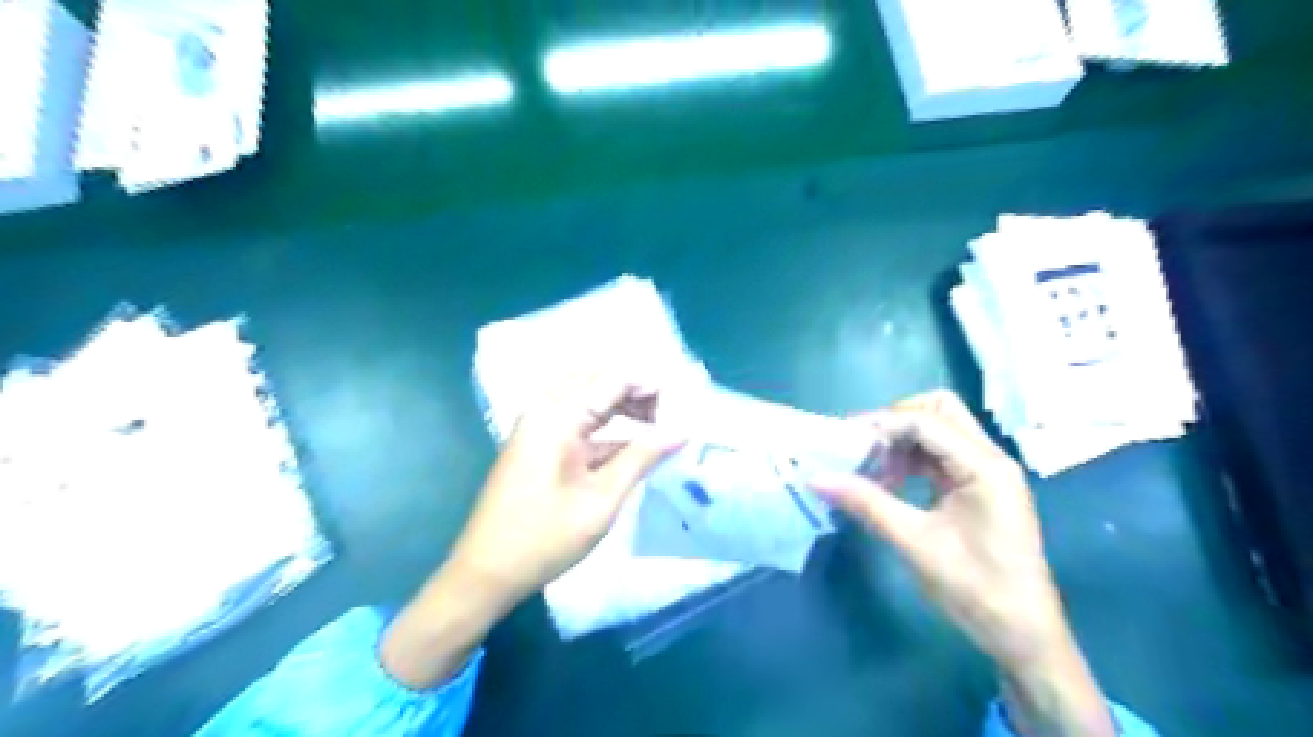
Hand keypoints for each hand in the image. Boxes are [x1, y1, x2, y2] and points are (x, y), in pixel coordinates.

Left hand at [446, 377, 682, 607]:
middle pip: (600, 380)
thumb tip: (682, 431)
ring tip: (657, 429)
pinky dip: (606, 426)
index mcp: (557, 414)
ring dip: (623, 407)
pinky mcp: (537, 443)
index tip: (682, 411)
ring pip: (589, 397)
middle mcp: (544, 408)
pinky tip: (631, 446)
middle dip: (638, 392)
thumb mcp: (602, 499)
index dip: (651, 387)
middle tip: (670, 419)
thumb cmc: (545, 538)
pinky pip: (577, 419)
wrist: (485, 573)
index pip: (614, 377)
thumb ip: (642, 456)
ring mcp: (538, 425)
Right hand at [813, 388, 1116, 732]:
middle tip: (860, 446)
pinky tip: (887, 482)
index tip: (842, 440)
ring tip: (868, 467)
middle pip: (939, 410)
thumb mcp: (915, 543)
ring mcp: (985, 471)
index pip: (926, 421)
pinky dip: (909, 459)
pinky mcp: (977, 486)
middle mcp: (989, 458)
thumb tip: (817, 478)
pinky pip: (939, 455)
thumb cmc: (976, 589)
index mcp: (984, 466)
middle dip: (895, 421)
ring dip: (900, 441)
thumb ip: (867, 504)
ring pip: (938, 430)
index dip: (881, 424)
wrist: (1023, 635)